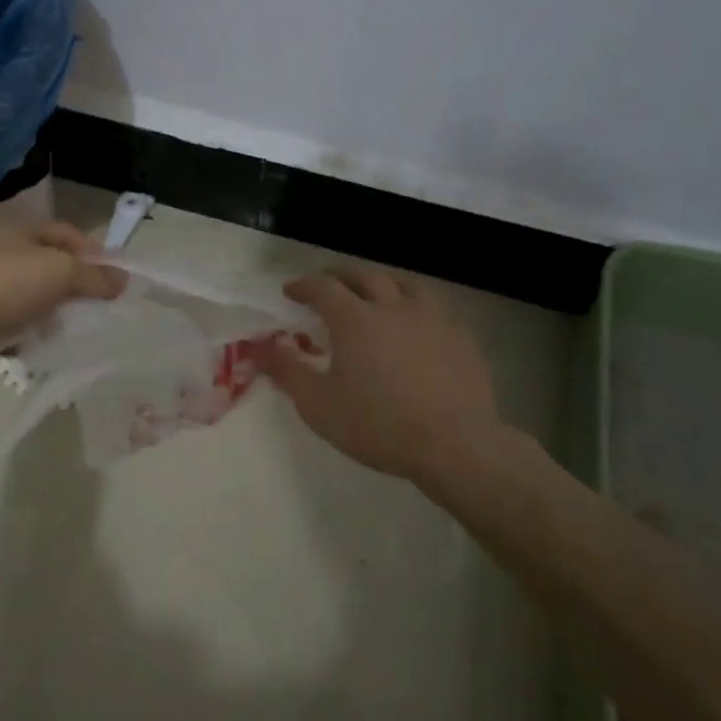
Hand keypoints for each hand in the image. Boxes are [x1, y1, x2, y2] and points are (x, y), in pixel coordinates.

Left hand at [0, 221, 126, 352]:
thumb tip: (124, 279)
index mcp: (21, 229)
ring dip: (49, 305)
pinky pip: (11, 313)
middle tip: (93, 302)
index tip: (113, 275)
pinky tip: (38, 337)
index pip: (66, 233)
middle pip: (47, 262)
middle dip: (72, 282)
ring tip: (68, 324)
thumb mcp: (61, 274)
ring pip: (29, 289)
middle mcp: (1, 247)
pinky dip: (27, 323)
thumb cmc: (9, 283)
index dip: (93, 251)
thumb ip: (94, 276)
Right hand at [254, 268, 552, 504]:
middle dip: (342, 276)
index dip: (304, 286)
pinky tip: (418, 322)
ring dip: (383, 282)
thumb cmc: (379, 425)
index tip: (291, 291)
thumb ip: (287, 371)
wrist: (454, 445)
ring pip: (406, 284)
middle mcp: (393, 307)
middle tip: (330, 283)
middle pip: (365, 276)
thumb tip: (259, 348)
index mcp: (355, 319)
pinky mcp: (461, 337)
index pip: (323, 288)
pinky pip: (435, 307)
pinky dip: (416, 305)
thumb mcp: (319, 405)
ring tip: (376, 291)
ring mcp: (432, 319)